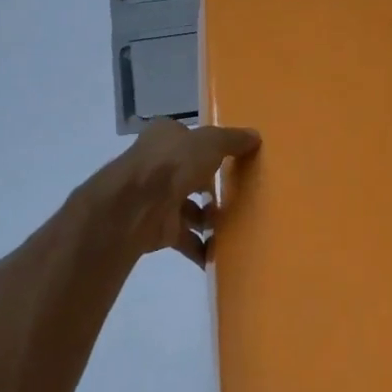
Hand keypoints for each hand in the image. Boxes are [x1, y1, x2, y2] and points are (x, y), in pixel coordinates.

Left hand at [85, 118, 259, 263]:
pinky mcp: (158, 228)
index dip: (208, 147)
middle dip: (210, 186)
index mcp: (164, 137)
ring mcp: (156, 198)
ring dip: (208, 219)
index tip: (233, 159)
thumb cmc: (173, 163)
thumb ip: (232, 140)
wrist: (136, 206)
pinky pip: (185, 239)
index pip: (189, 139)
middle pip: (189, 174)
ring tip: (237, 226)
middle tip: (241, 195)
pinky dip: (201, 248)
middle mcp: (157, 165)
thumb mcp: (210, 142)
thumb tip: (255, 137)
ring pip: (187, 208)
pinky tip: (222, 254)